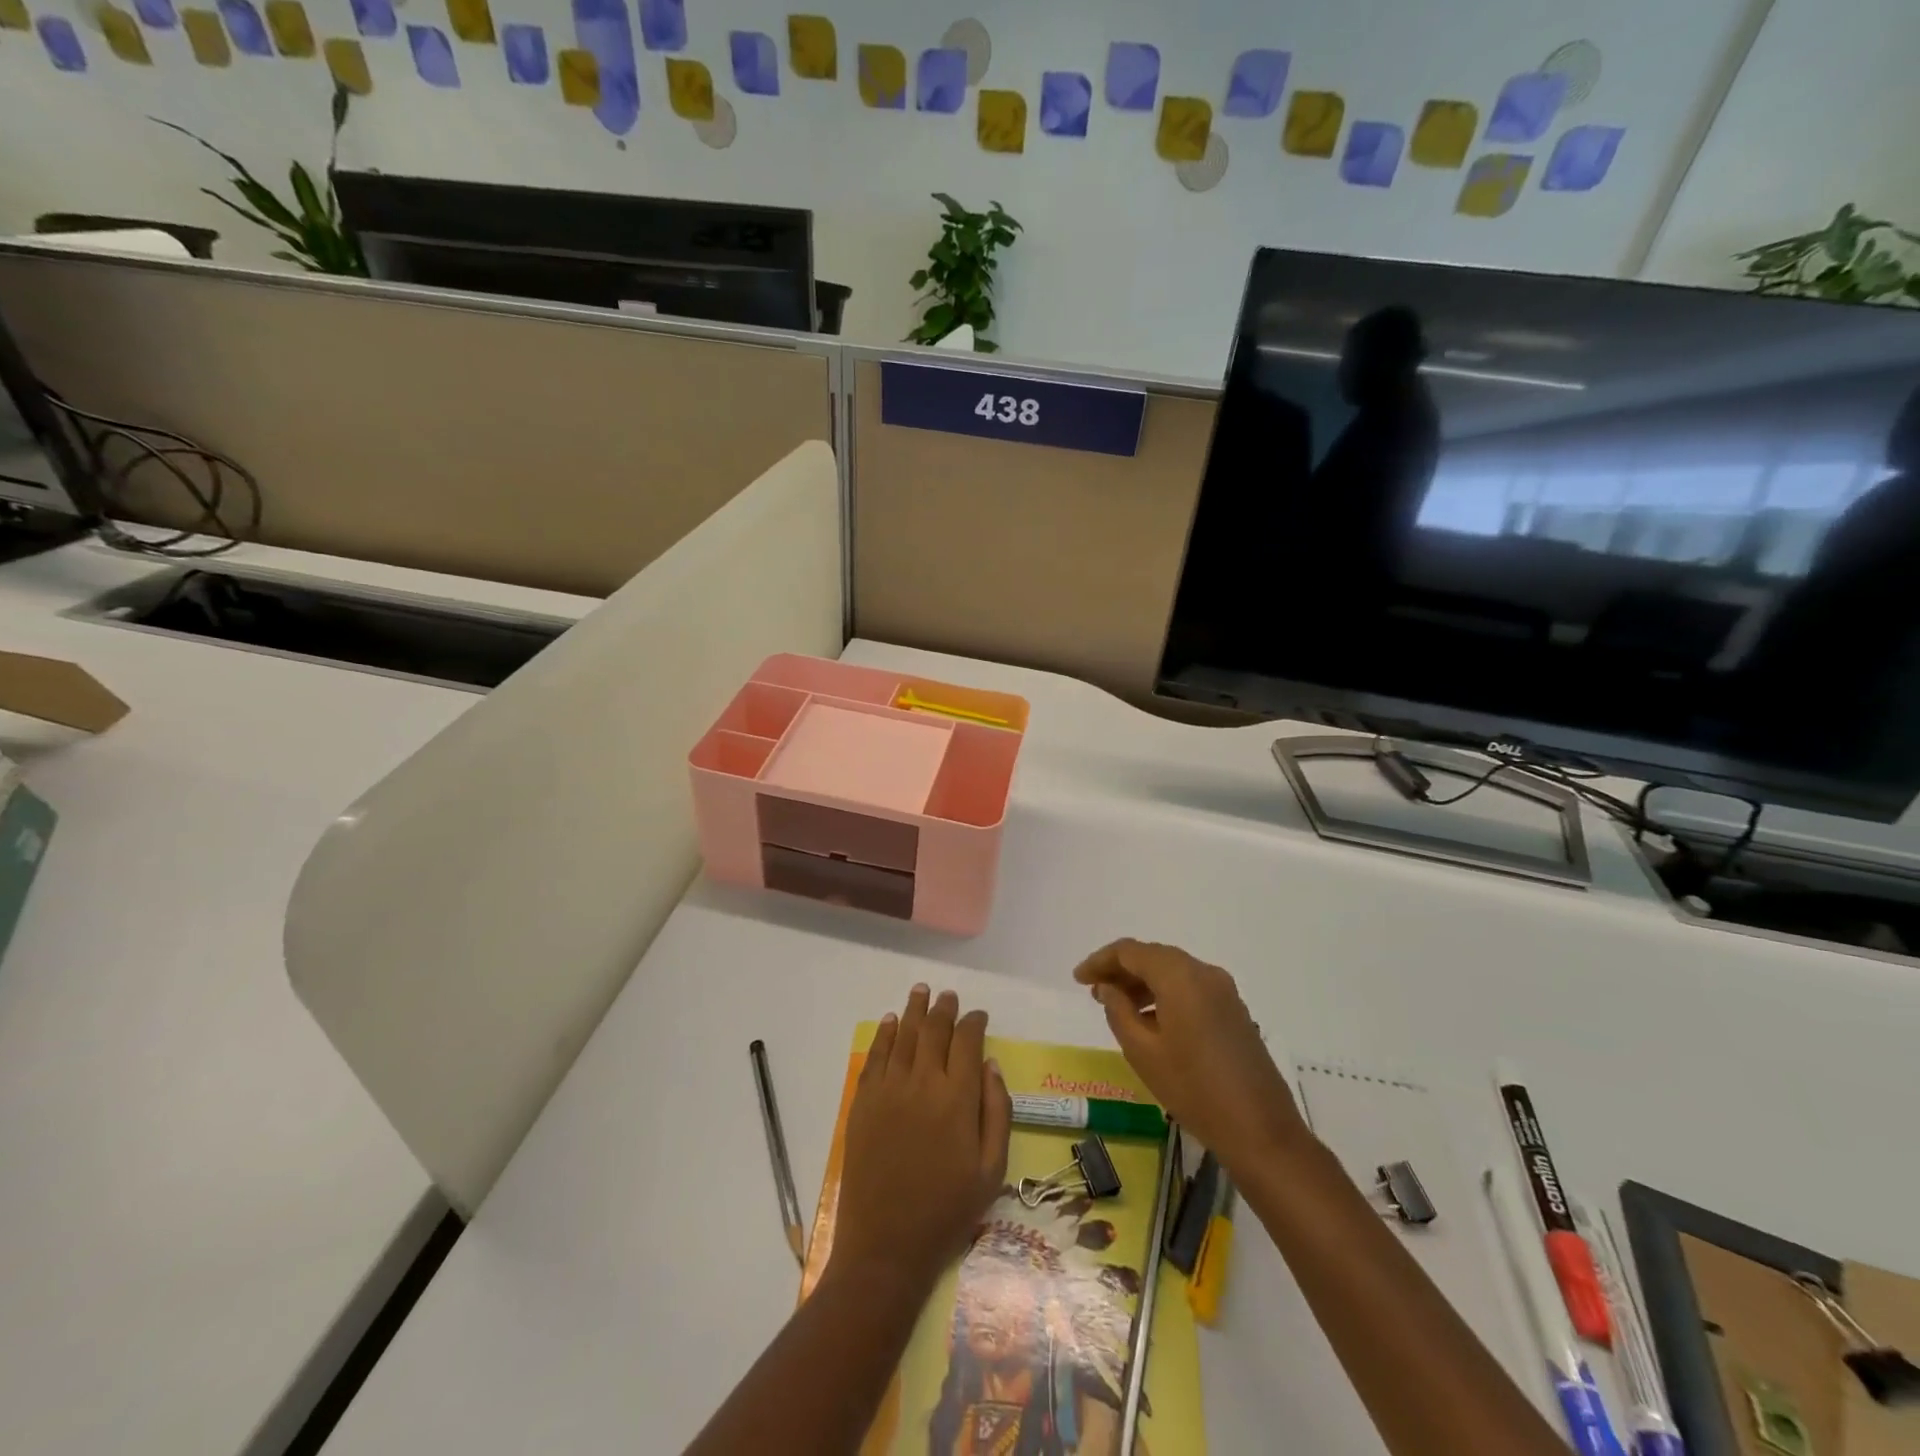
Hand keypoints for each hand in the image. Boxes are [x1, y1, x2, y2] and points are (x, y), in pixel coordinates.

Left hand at [830, 985, 1011, 1295]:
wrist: (886, 1245)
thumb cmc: (947, 1210)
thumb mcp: (992, 1169)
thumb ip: (996, 1111)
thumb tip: (991, 1065)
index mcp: (957, 1097)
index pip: (967, 1041)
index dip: (974, 1023)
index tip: (979, 1016)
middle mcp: (922, 1082)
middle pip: (934, 1030)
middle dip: (944, 1009)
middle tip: (949, 997)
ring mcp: (889, 1089)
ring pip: (903, 1034)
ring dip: (914, 1010)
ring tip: (921, 991)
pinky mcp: (864, 1101)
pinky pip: (876, 1056)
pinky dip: (884, 1034)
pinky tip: (890, 1022)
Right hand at [1073, 939, 1304, 1169]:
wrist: (1260, 1131)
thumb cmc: (1193, 1089)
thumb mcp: (1143, 1051)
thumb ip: (1119, 1011)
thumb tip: (1108, 988)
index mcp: (1180, 976)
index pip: (1131, 951)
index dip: (1100, 961)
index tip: (1078, 979)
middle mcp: (1204, 972)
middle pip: (1153, 956)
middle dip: (1121, 970)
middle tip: (1094, 992)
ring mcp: (1224, 991)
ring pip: (1173, 971)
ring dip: (1143, 982)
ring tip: (1117, 1006)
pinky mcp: (1234, 1010)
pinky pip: (1191, 987)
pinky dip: (1165, 993)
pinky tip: (1151, 1019)